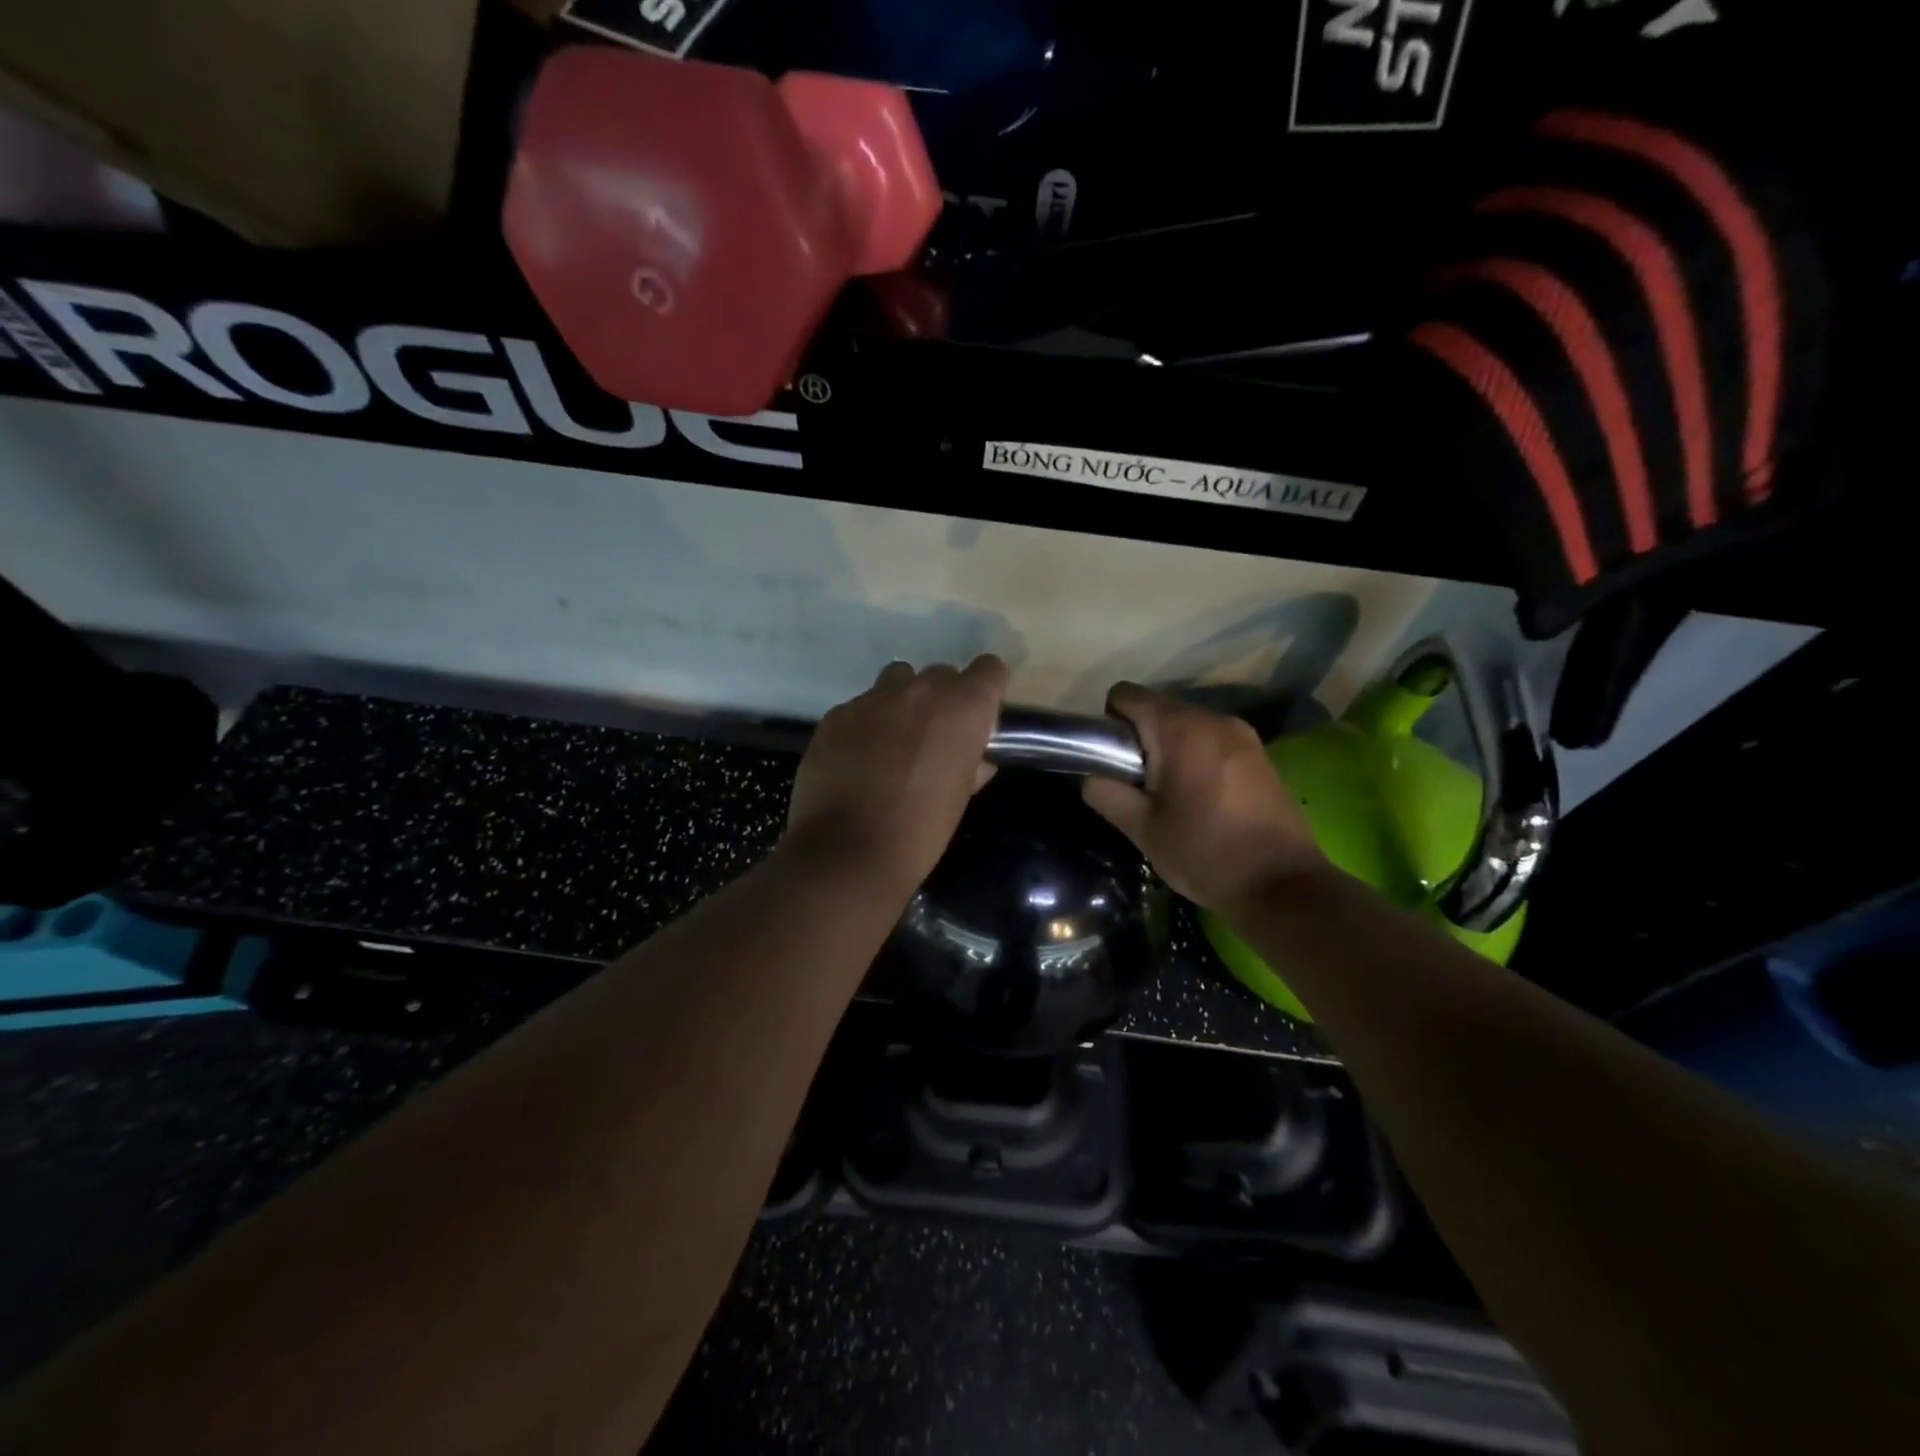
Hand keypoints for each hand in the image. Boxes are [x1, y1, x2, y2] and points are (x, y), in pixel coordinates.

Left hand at [785, 656, 1008, 893]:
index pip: (988, 669)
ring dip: (903, 702)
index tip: (979, 716)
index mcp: (962, 709)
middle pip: (942, 674)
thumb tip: (976, 760)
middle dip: (942, 700)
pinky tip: (857, 758)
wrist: (847, 851)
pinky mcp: (837, 714)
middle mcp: (921, 690)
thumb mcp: (959, 799)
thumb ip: (971, 766)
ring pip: (898, 680)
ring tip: (893, 740)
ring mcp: (873, 698)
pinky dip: (866, 724)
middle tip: (933, 738)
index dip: (986, 690)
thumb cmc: (920, 831)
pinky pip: (861, 706)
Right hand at [1082, 683, 1325, 912]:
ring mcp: (1242, 733)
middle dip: (1140, 739)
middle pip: (1157, 707)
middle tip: (1141, 787)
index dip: (1109, 723)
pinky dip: (1197, 757)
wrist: (1282, 884)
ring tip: (1173, 796)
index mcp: (1179, 729)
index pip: (1125, 694)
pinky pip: (1212, 739)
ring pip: (1186, 724)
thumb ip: (1106, 792)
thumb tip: (1094, 775)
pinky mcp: (1260, 753)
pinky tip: (1203, 798)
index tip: (1114, 764)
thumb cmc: (1204, 853)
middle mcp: (1212, 717)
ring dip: (1169, 749)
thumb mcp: (1141, 829)